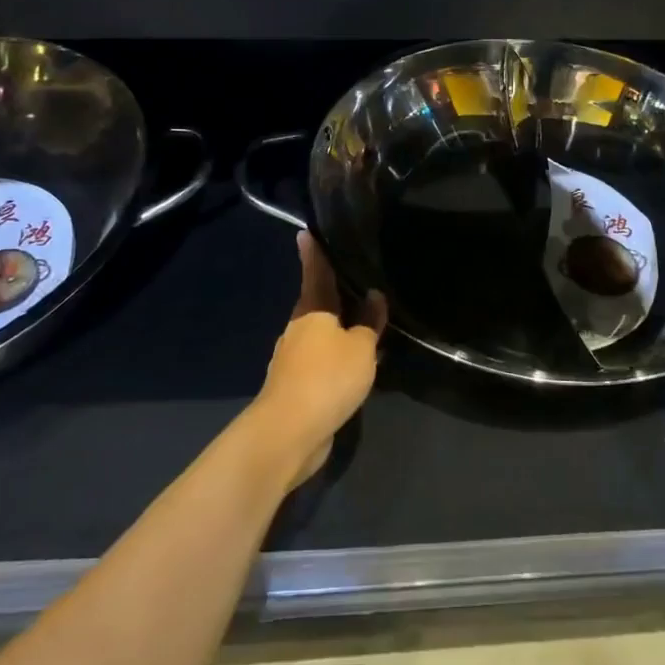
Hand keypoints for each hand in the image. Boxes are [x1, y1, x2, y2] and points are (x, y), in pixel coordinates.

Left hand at [251, 233, 386, 488]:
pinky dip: (337, 360)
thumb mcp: (361, 348)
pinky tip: (355, 368)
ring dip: (340, 333)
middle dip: (335, 298)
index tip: (305, 233)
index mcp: (312, 311)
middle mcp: (298, 329)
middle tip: (357, 287)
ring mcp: (293, 359)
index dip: (314, 254)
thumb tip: (374, 297)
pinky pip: (322, 363)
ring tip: (366, 329)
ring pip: (321, 337)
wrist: (290, 431)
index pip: (316, 274)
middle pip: (318, 306)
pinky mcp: (296, 387)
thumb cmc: (327, 377)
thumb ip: (369, 324)